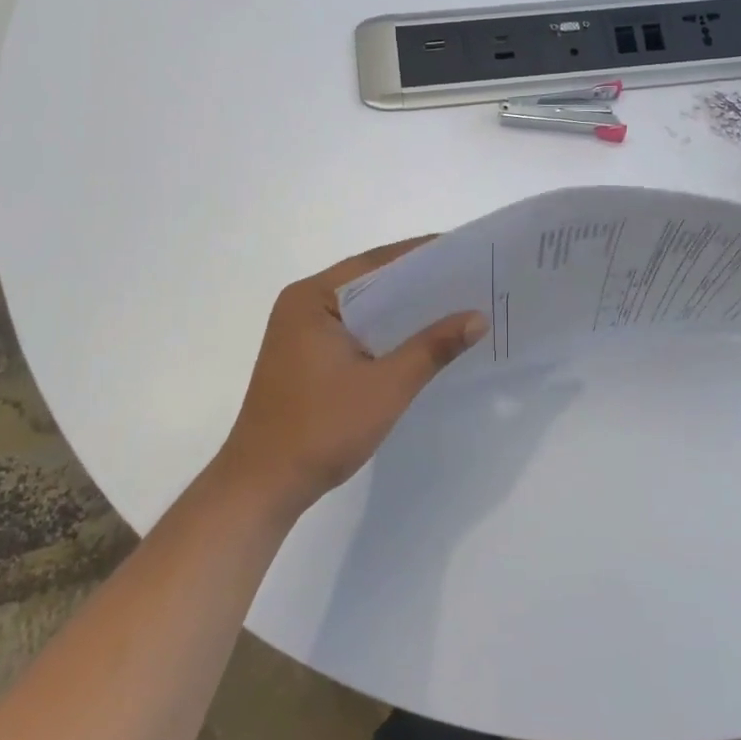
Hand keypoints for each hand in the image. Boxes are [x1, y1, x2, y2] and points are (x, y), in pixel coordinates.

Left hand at [213, 238, 487, 515]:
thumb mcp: (386, 386)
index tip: (465, 252)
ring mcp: (299, 332)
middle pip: (369, 282)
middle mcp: (302, 304)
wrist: (262, 487)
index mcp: (312, 298)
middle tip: (469, 278)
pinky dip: (384, 331)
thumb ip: (432, 347)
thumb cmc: (321, 429)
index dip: (422, 255)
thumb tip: (478, 317)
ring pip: (362, 308)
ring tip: (454, 305)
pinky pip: (352, 329)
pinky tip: (418, 339)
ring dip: (401, 309)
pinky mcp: (304, 357)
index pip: (376, 263)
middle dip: (417, 282)